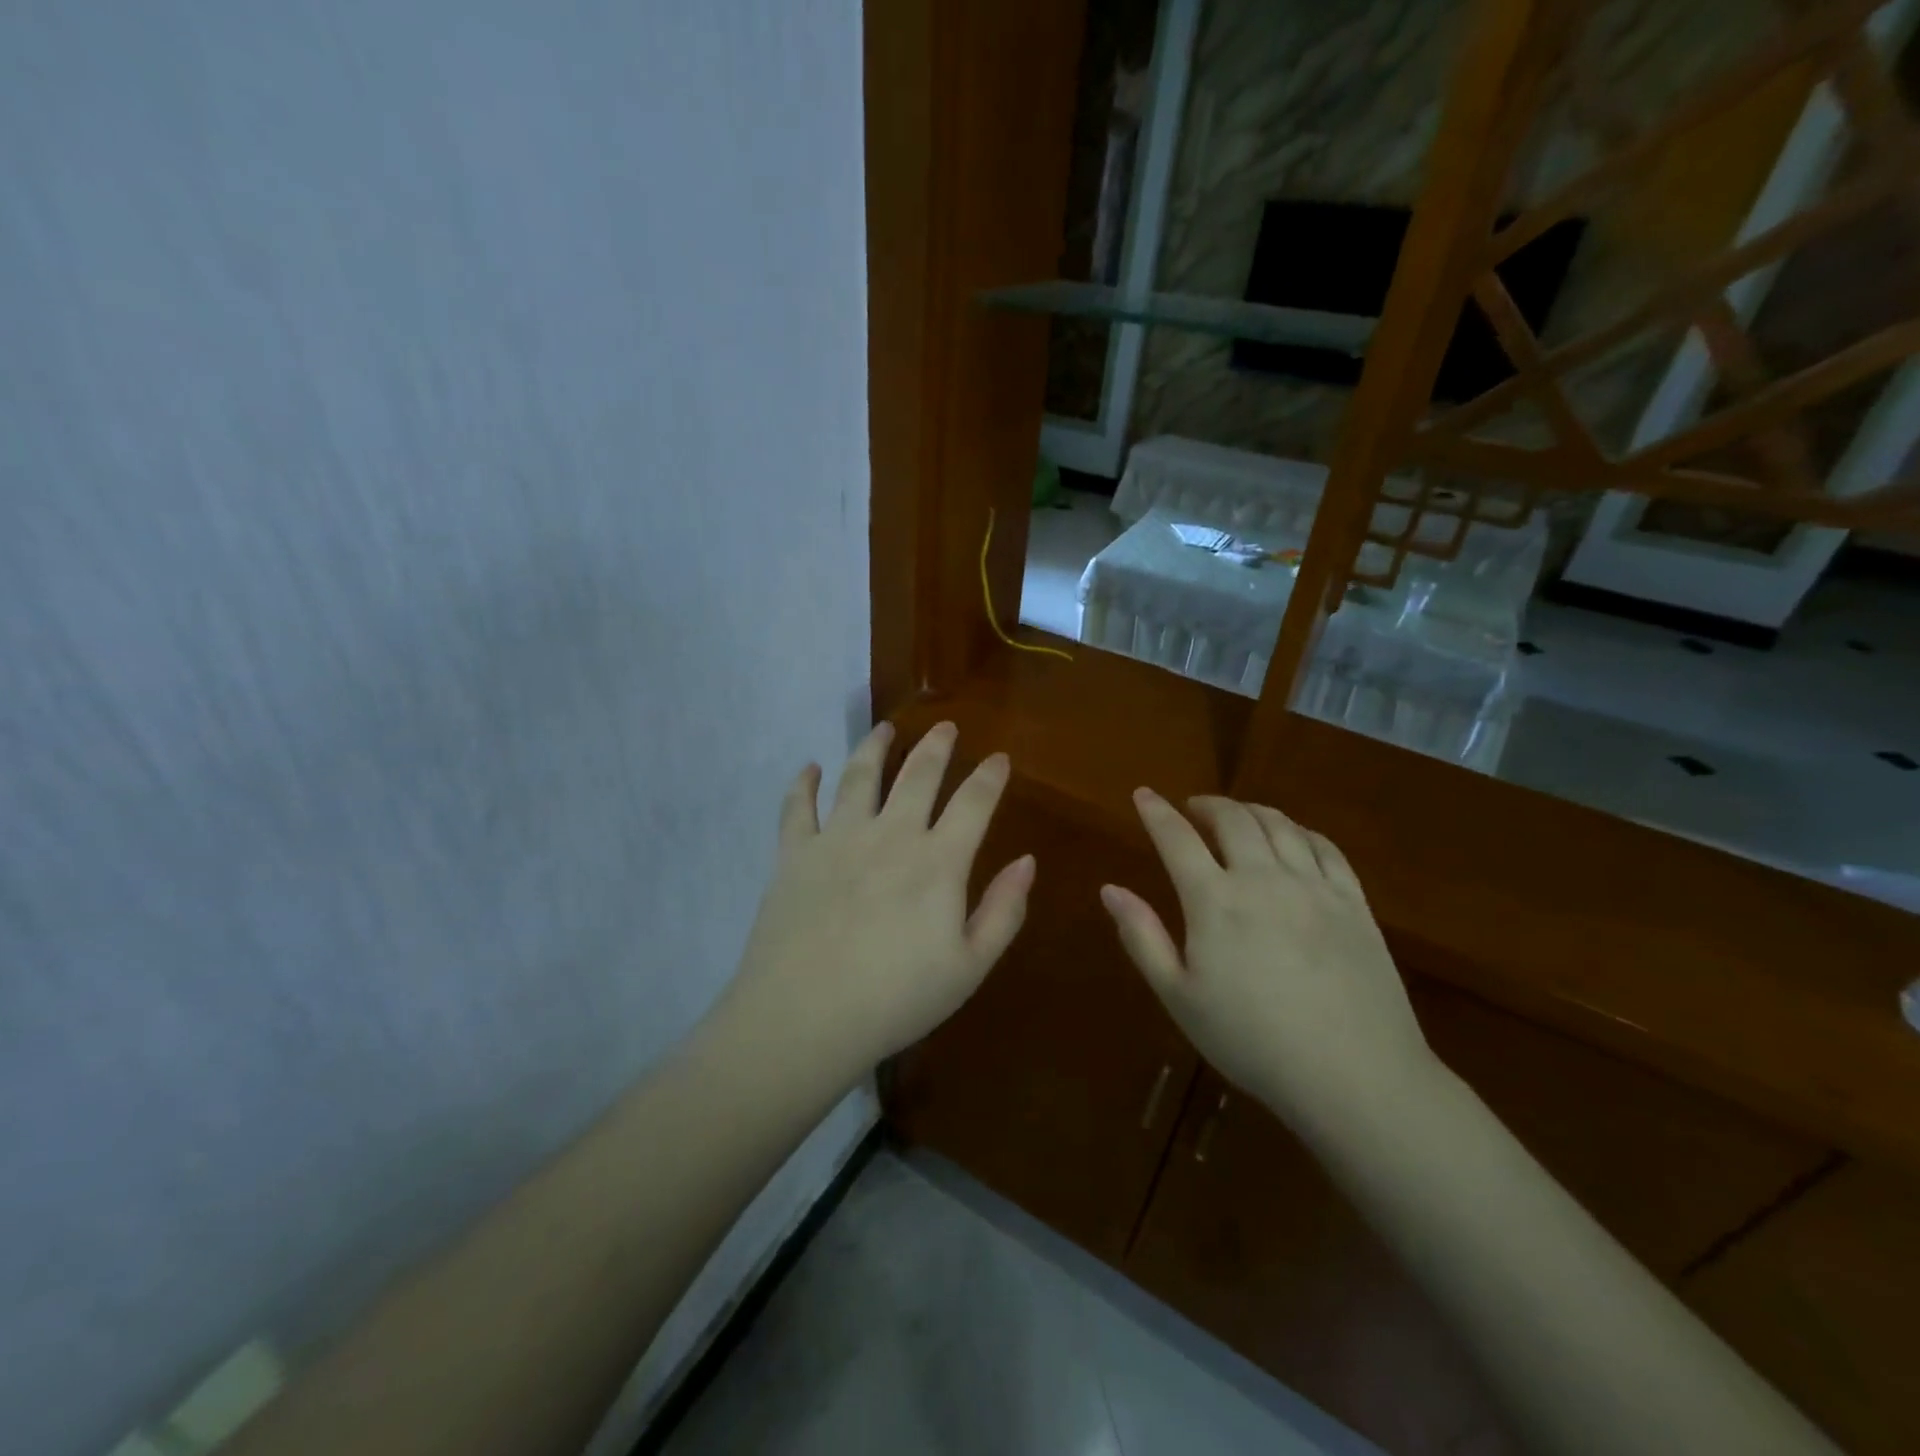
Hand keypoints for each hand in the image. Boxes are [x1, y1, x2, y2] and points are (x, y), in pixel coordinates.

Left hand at [715, 721, 1033, 1083]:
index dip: (990, 776)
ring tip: (885, 728)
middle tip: (945, 726)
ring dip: (874, 746)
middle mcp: (890, 835)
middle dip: (937, 746)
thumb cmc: (896, 999)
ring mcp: (838, 839)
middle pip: (917, 775)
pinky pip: (797, 807)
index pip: (973, 803)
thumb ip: (1003, 911)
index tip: (999, 757)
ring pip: (859, 776)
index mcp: (937, 861)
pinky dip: (803, 783)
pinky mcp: (795, 854)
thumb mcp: (969, 967)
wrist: (805, 1018)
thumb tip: (1027, 861)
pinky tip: (809, 767)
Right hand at [1101, 789, 1435, 1133]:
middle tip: (1192, 808)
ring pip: (1279, 825)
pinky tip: (1293, 837)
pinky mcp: (1354, 902)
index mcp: (1214, 900)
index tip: (1143, 794)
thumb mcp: (1179, 997)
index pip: (1177, 838)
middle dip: (1207, 805)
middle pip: (1232, 819)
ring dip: (1250, 810)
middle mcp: (1263, 878)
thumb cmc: (1252, 1041)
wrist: (1354, 1076)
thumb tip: (1110, 889)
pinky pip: (1325, 847)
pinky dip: (1300, 830)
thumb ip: (1142, 937)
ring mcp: (1314, 886)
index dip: (1156, 812)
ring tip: (1237, 816)